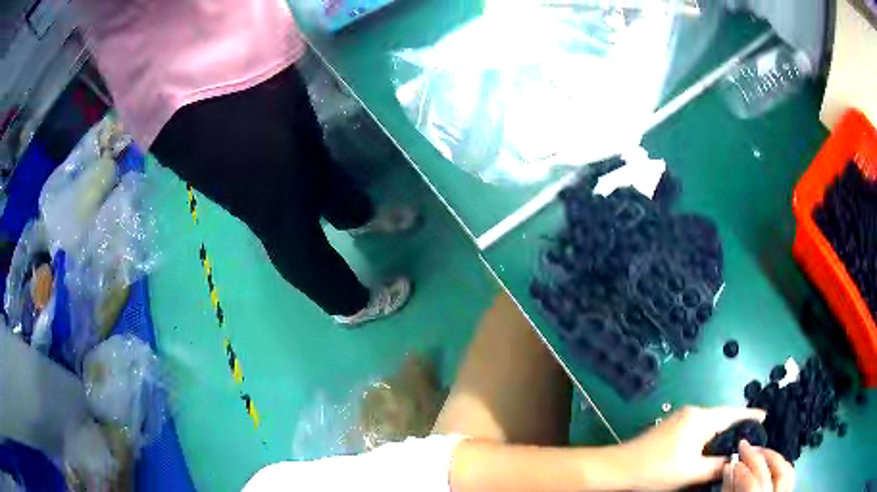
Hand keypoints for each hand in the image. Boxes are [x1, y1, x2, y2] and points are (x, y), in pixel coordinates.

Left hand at [616, 406, 765, 490]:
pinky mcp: (671, 426)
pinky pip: (698, 427)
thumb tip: (735, 461)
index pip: (732, 413)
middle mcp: (692, 412)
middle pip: (722, 416)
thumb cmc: (657, 470)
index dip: (750, 415)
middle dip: (737, 424)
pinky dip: (709, 434)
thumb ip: (717, 466)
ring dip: (722, 430)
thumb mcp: (692, 472)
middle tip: (752, 434)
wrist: (620, 467)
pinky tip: (711, 446)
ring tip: (735, 441)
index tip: (765, 416)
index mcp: (700, 418)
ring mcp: (680, 417)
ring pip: (710, 422)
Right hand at [722, 440, 794, 491]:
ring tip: (760, 451)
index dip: (741, 468)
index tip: (732, 458)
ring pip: (785, 470)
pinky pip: (789, 476)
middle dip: (757, 456)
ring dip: (773, 457)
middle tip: (745, 445)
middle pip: (770, 472)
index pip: (751, 482)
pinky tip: (773, 464)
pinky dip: (782, 466)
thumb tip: (729, 469)